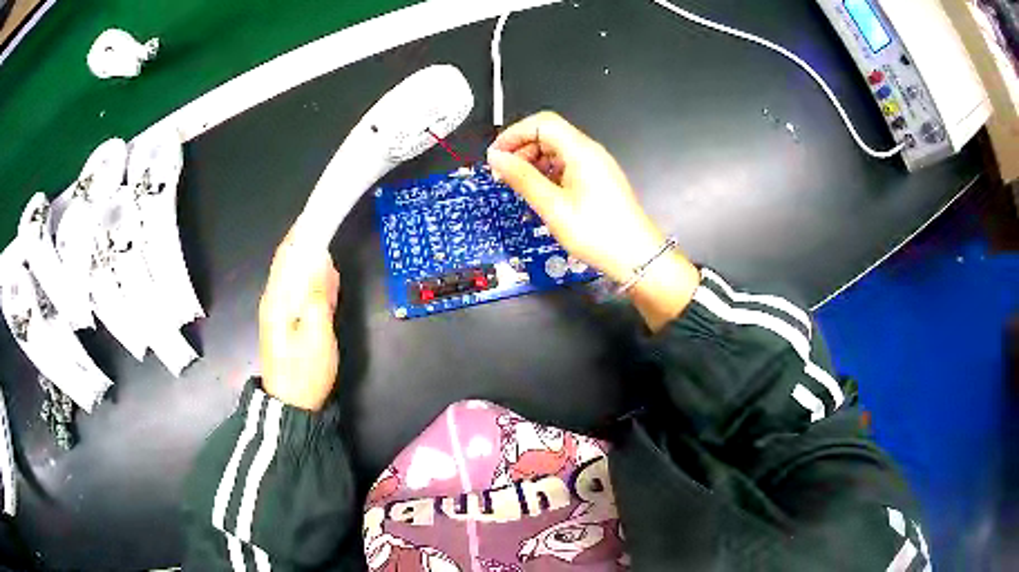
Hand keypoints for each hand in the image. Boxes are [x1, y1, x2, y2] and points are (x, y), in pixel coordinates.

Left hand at [258, 230, 339, 410]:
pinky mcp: (283, 321)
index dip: (301, 232)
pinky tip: (322, 279)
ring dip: (308, 259)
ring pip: (291, 275)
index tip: (318, 214)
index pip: (287, 254)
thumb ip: (318, 296)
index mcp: (277, 298)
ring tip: (326, 247)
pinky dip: (309, 279)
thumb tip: (321, 262)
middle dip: (305, 242)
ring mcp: (276, 310)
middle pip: (287, 261)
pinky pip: (295, 290)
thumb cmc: (305, 371)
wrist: (291, 405)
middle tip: (327, 227)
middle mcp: (273, 299)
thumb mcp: (318, 335)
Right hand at [488, 111, 699, 330]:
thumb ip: (522, 178)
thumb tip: (496, 158)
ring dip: (533, 163)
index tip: (495, 156)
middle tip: (503, 175)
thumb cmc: (597, 233)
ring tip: (518, 187)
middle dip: (521, 149)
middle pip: (549, 134)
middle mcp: (590, 152)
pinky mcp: (599, 180)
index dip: (514, 134)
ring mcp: (596, 165)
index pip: (541, 123)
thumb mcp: (553, 207)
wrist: (637, 257)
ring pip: (557, 151)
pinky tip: (540, 194)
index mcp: (581, 151)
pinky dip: (548, 174)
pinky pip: (567, 166)